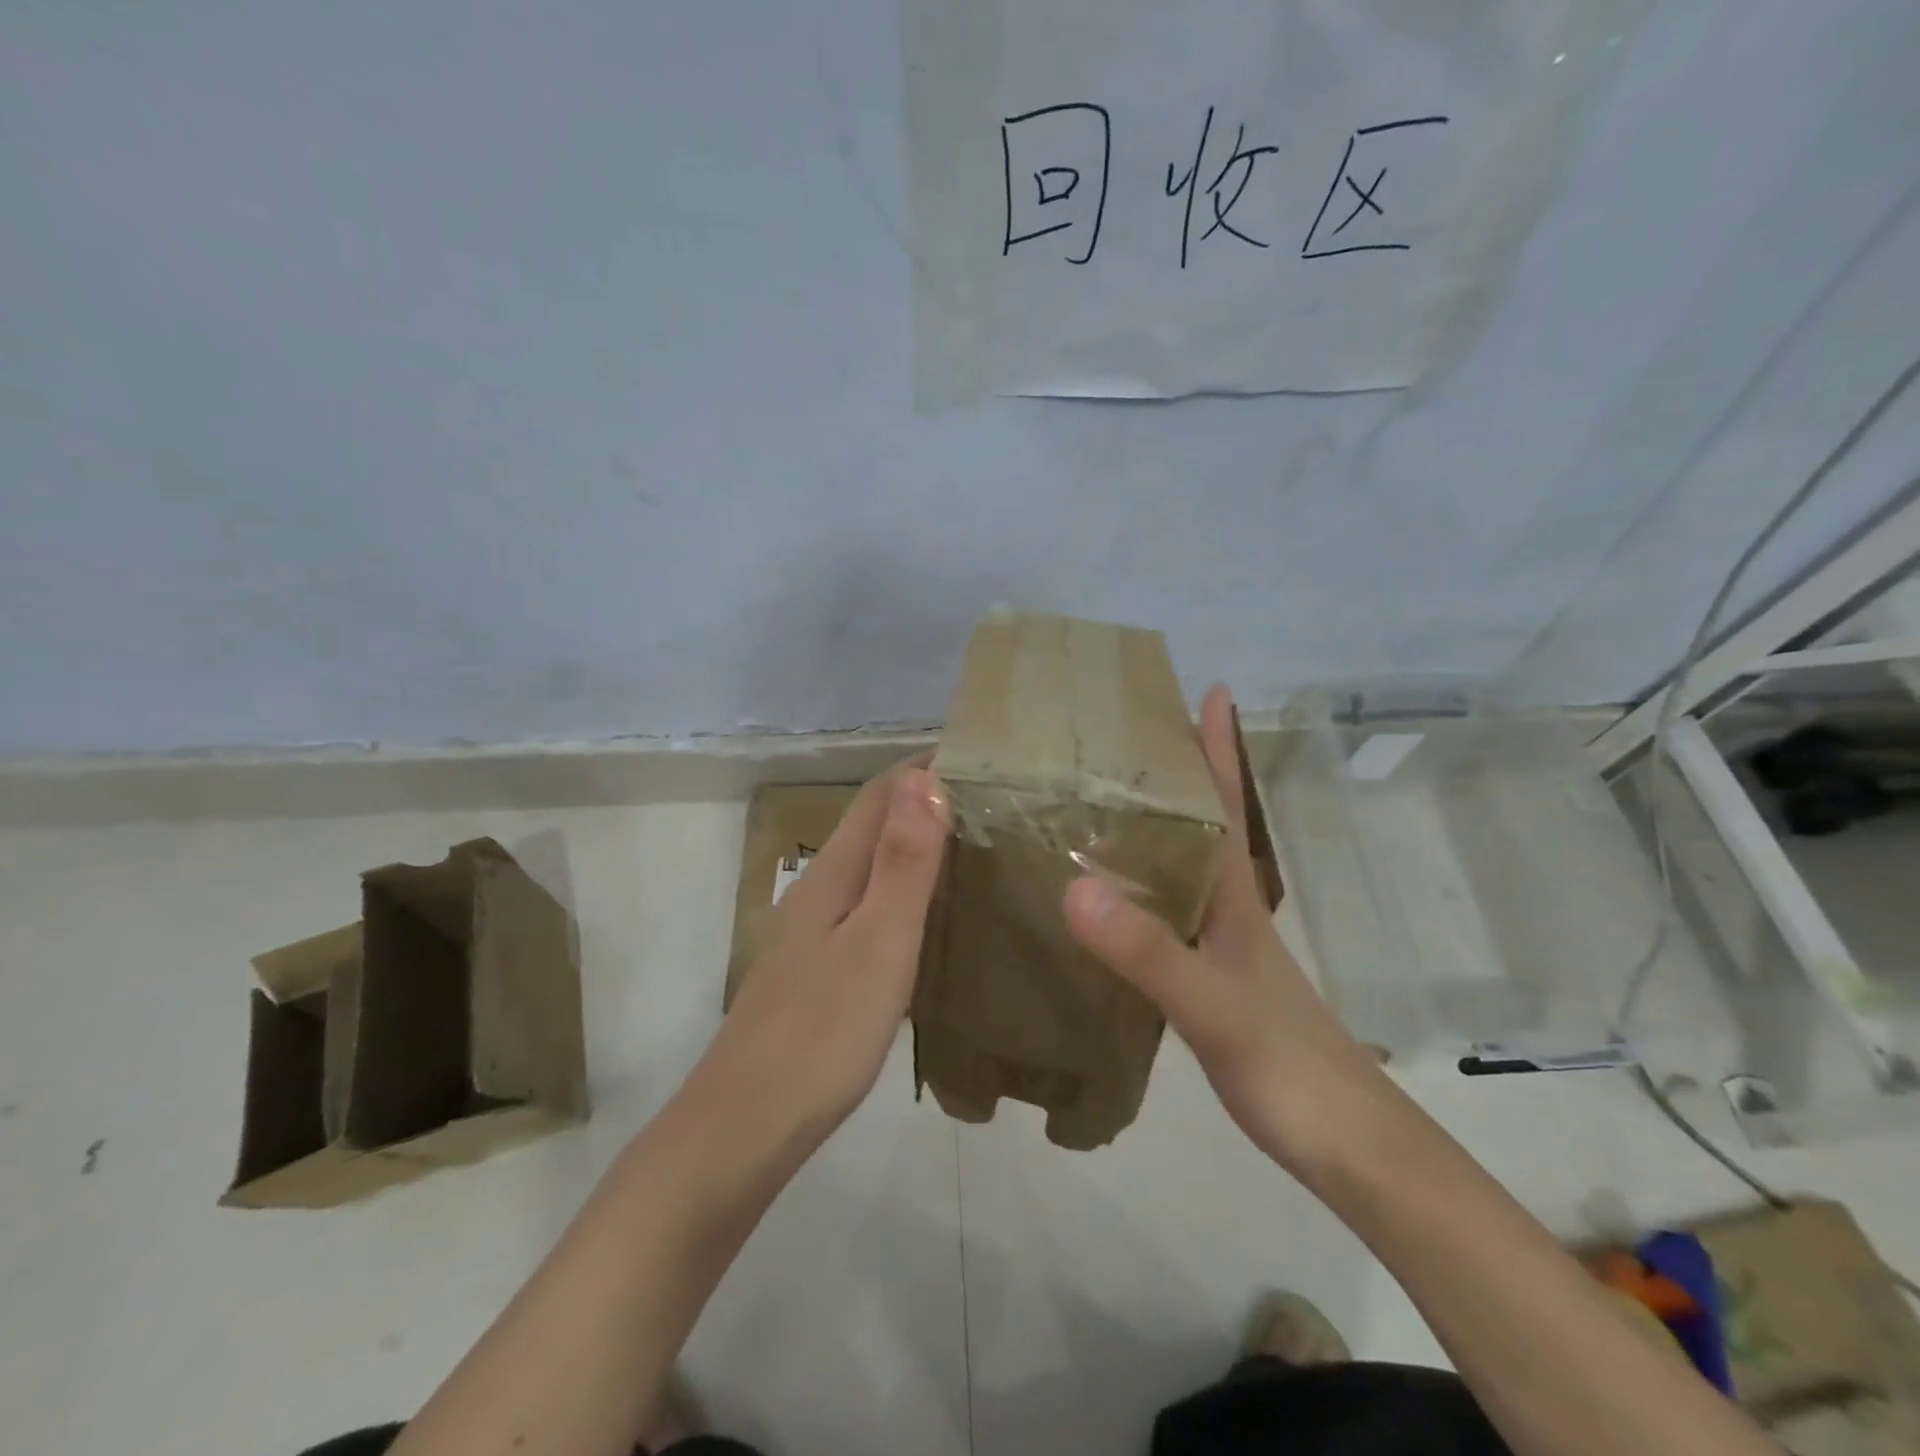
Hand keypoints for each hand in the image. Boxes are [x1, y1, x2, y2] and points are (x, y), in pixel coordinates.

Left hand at [703, 761, 949, 1150]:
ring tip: (976, 845)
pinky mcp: (818, 965)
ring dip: (917, 841)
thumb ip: (903, 862)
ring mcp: (814, 929)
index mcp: (834, 872)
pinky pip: (868, 901)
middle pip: (875, 822)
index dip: (926, 766)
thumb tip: (925, 778)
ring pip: (871, 862)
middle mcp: (819, 887)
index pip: (882, 793)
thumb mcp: (878, 943)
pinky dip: (904, 886)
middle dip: (927, 797)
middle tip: (996, 799)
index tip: (983, 755)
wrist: (744, 1126)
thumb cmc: (822, 1033)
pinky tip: (931, 912)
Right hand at [1062, 685, 1387, 1175]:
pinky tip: (1107, 901)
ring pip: (1183, 868)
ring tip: (1099, 803)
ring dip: (1154, 830)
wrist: (1349, 1150)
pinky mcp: (1211, 980)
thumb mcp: (1214, 1007)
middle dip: (1173, 775)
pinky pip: (1168, 914)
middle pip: (1201, 824)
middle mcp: (1229, 909)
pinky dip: (1141, 890)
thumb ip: (1148, 952)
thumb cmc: (1289, 1068)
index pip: (1227, 805)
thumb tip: (1076, 888)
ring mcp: (1223, 946)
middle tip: (1121, 738)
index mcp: (1234, 897)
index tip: (1208, 690)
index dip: (1218, 747)